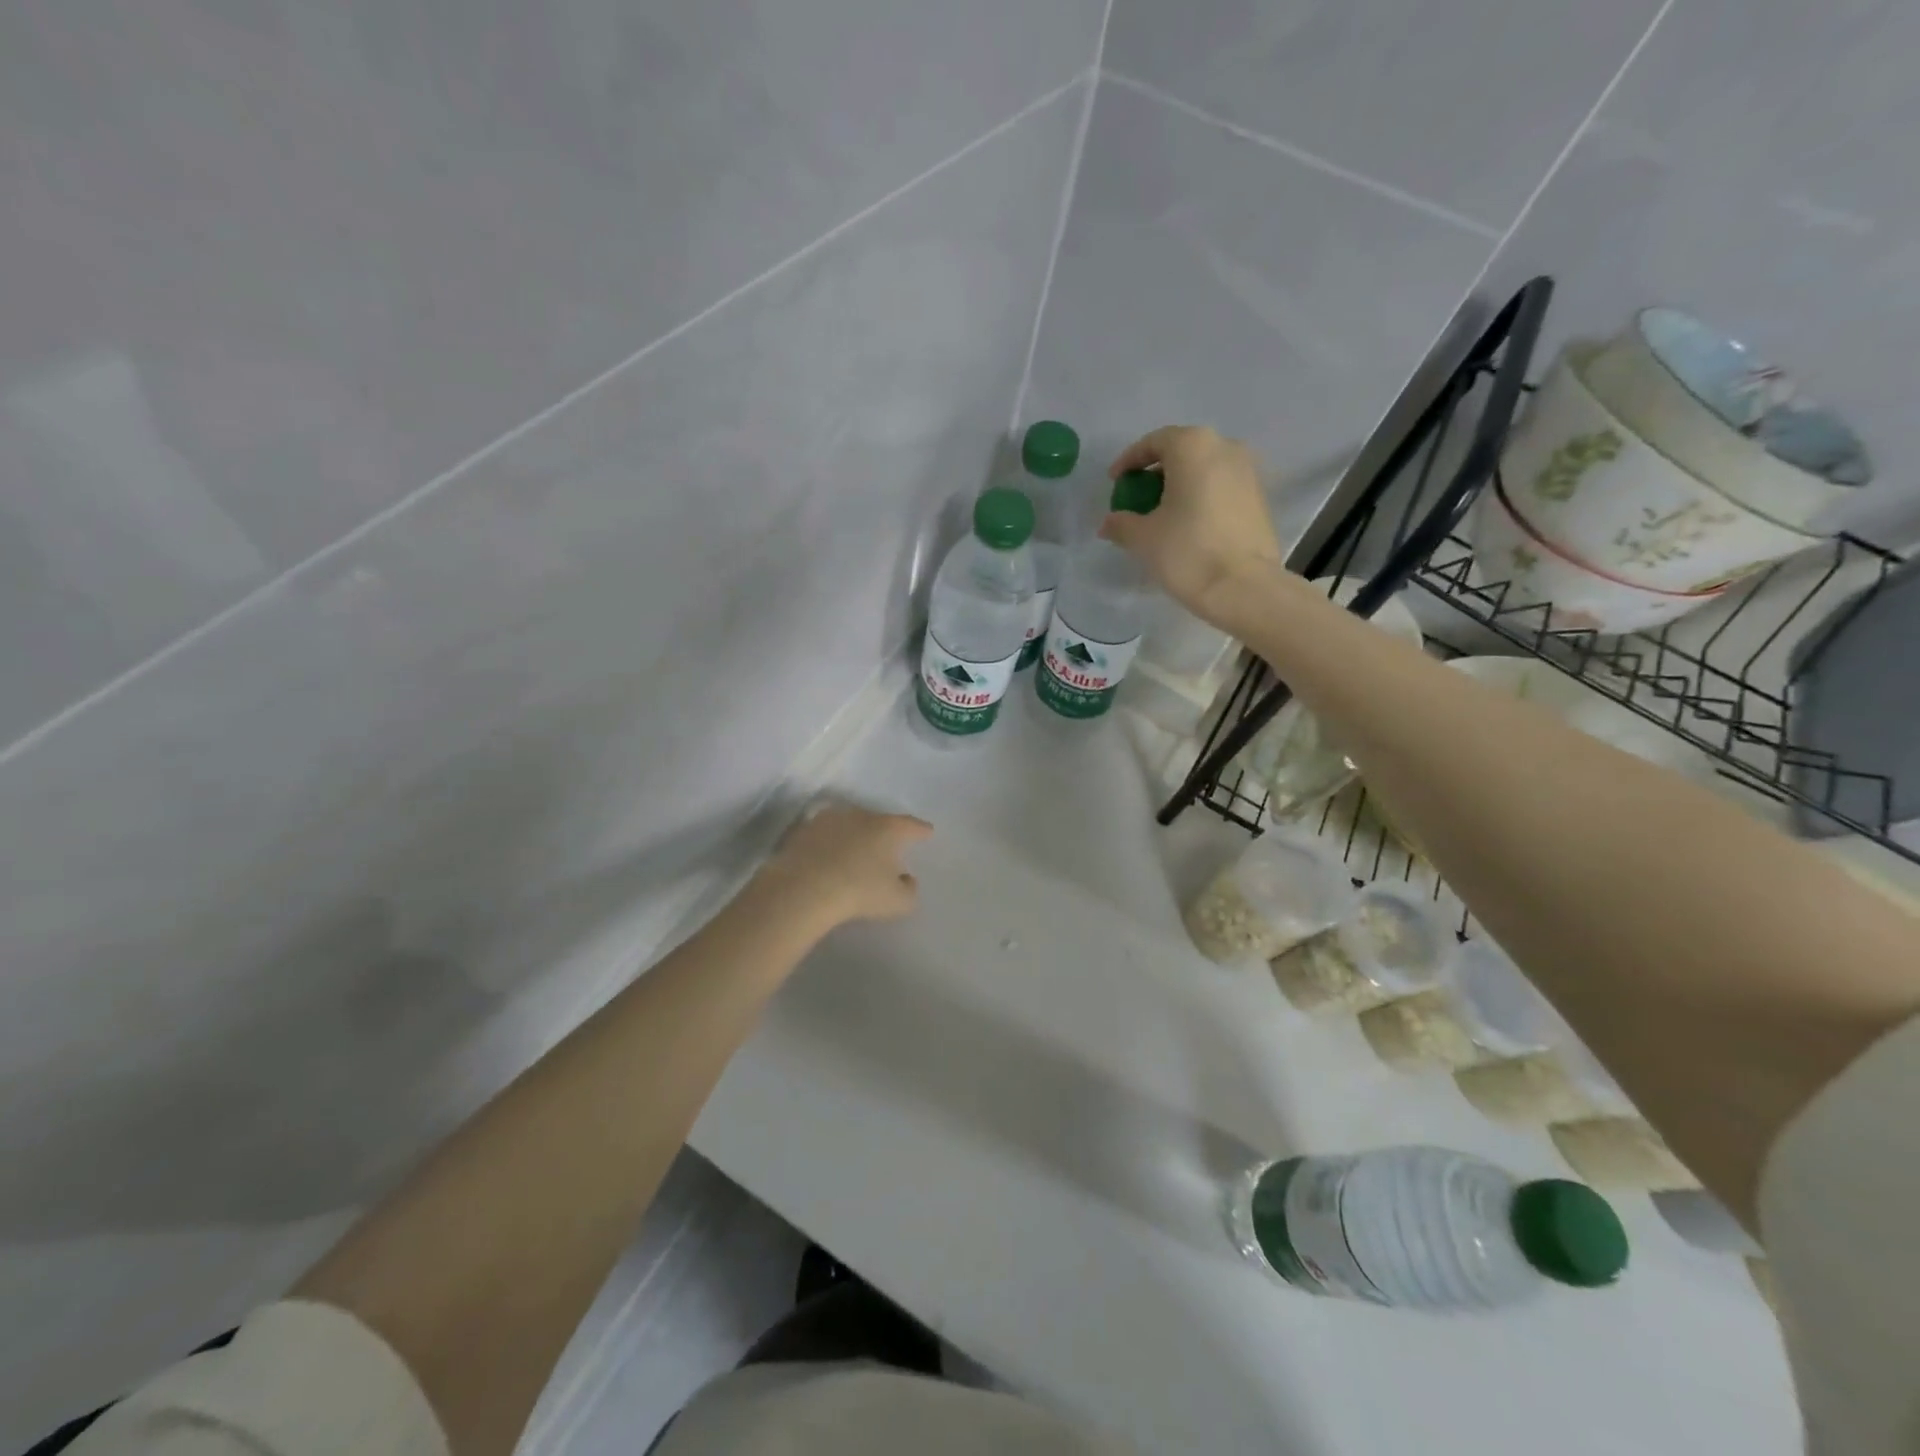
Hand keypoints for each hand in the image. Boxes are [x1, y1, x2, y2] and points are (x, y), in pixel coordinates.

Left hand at [752, 801, 932, 930]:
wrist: (803, 889)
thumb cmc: (859, 891)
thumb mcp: (898, 901)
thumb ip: (909, 890)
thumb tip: (907, 880)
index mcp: (887, 828)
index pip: (910, 825)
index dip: (920, 830)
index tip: (927, 832)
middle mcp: (859, 815)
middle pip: (877, 821)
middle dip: (884, 833)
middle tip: (887, 848)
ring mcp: (828, 820)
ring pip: (848, 825)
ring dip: (854, 836)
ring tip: (855, 852)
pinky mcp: (802, 832)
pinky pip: (823, 836)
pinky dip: (828, 845)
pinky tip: (827, 859)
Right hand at [1099, 426, 1284, 625]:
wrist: (1243, 587)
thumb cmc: (1187, 552)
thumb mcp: (1143, 538)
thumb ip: (1121, 523)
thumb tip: (1109, 522)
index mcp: (1193, 446)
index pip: (1154, 442)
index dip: (1130, 461)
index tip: (1115, 482)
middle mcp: (1225, 447)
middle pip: (1182, 452)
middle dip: (1156, 472)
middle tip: (1138, 498)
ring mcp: (1248, 471)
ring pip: (1204, 469)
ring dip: (1181, 485)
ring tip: (1162, 513)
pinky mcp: (1260, 497)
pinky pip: (1221, 487)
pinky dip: (1201, 497)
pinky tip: (1188, 524)